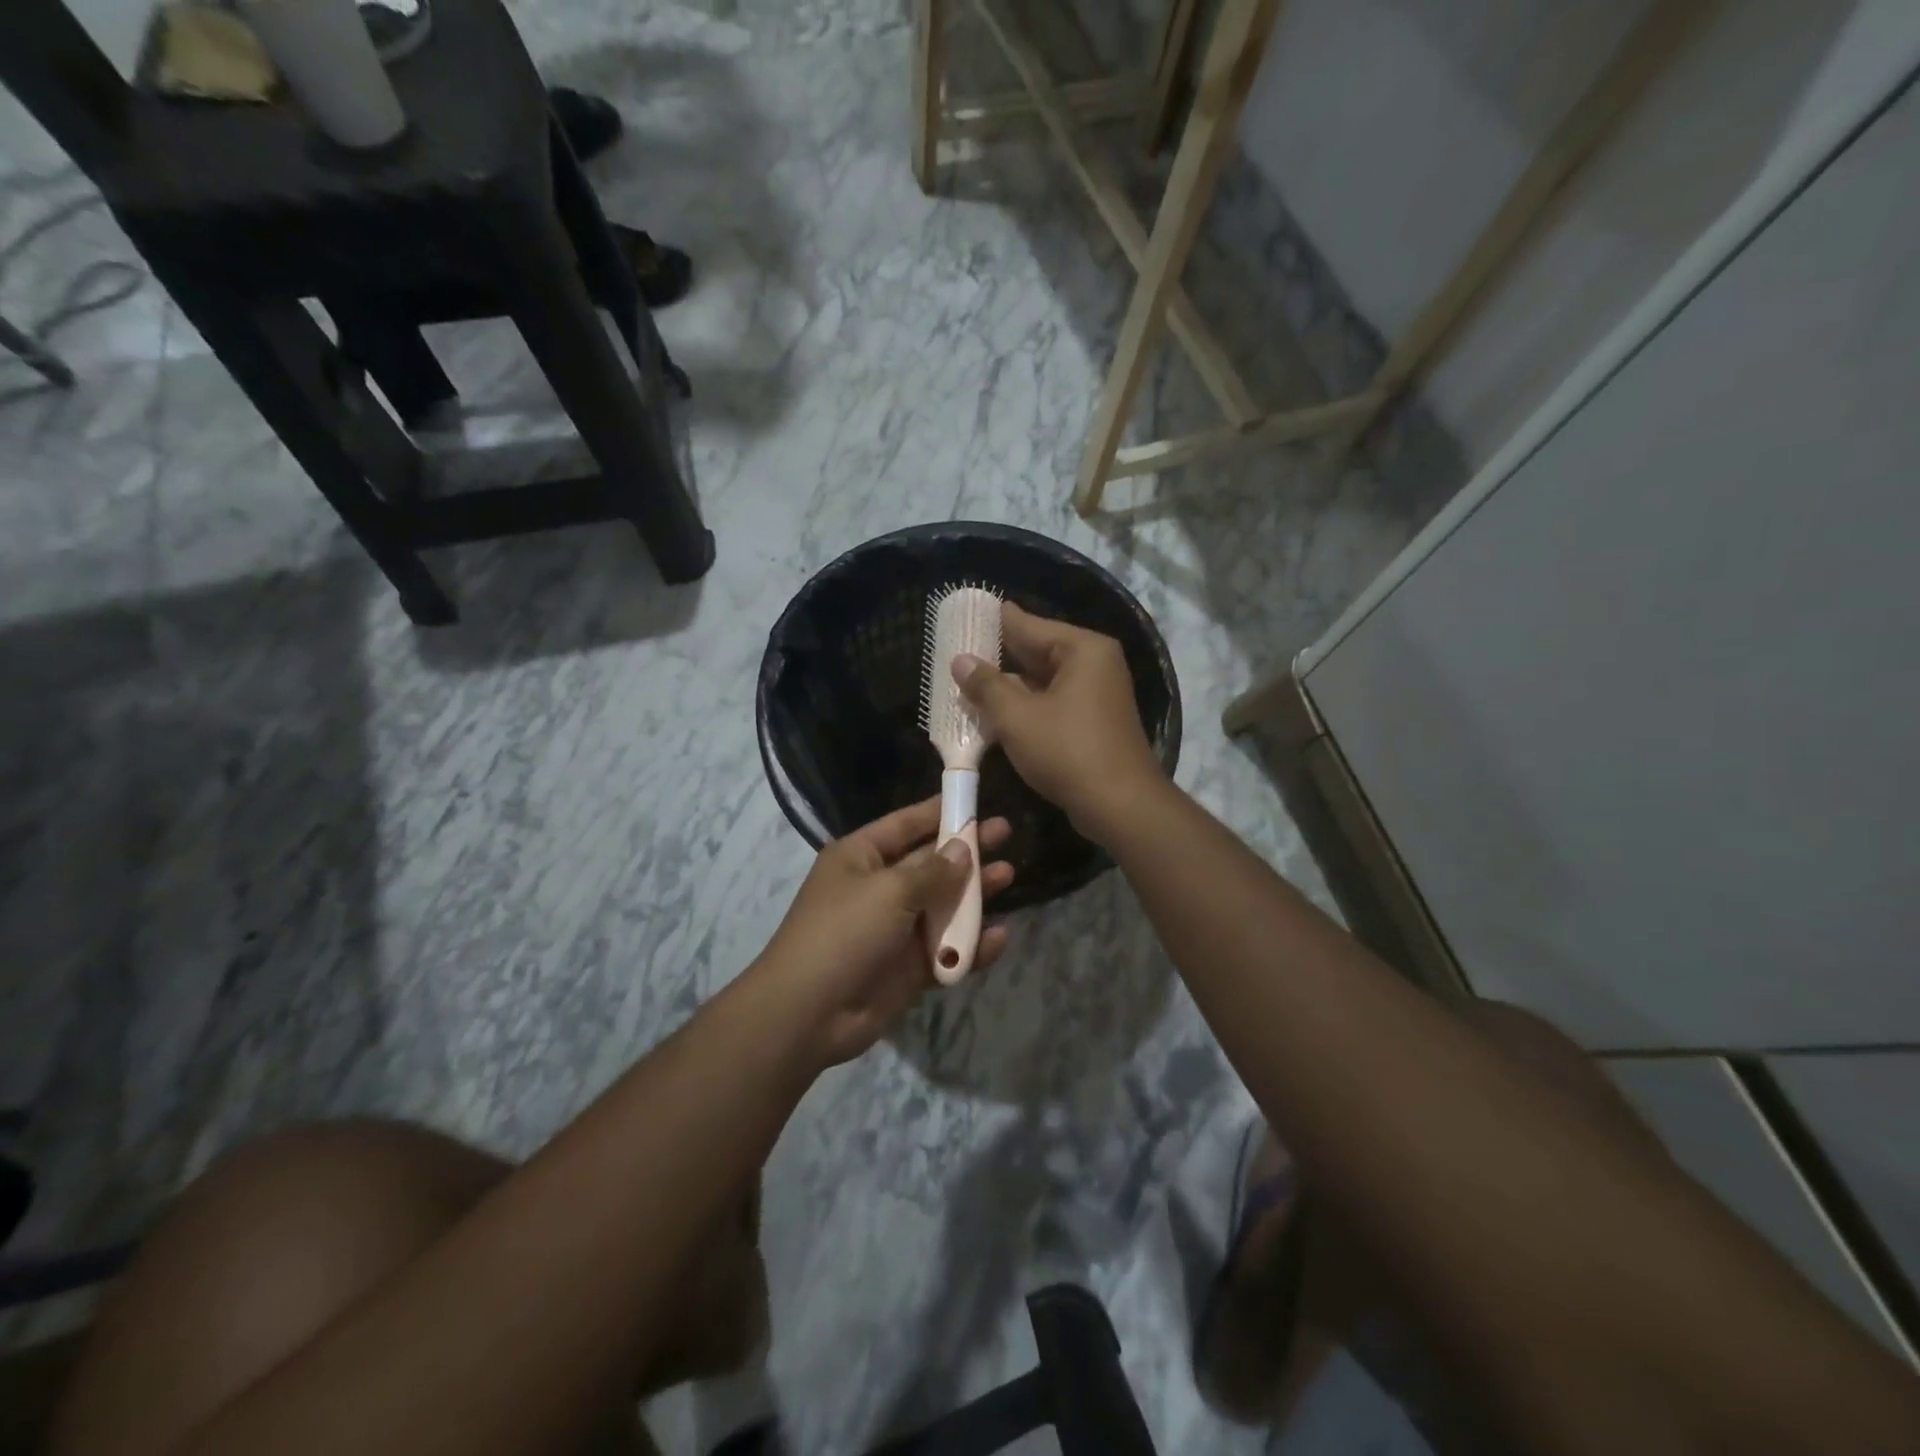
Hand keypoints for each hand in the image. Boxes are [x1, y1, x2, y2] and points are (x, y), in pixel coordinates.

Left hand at [752, 798, 1013, 1067]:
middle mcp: (879, 887)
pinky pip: (946, 950)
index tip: (973, 798)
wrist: (809, 1013)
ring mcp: (895, 929)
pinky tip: (997, 937)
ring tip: (1008, 874)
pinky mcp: (909, 968)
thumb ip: (932, 871)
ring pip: (943, 905)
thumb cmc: (844, 932)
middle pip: (930, 862)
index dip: (938, 811)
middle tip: (1005, 833)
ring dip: (974, 894)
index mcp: (861, 858)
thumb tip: (963, 849)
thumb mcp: (889, 891)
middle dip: (966, 849)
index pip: (905, 824)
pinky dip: (970, 946)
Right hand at [954, 602, 1165, 840]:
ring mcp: (1097, 693)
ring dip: (1009, 684)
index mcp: (1082, 649)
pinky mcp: (1093, 720)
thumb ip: (986, 686)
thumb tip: (960, 660)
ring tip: (967, 679)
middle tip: (957, 647)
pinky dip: (1026, 704)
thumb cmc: (1068, 752)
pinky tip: (995, 710)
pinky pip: (1053, 701)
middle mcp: (1094, 663)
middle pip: (1038, 650)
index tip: (966, 611)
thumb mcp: (1017, 718)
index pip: (1029, 624)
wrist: (1120, 805)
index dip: (994, 621)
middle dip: (999, 655)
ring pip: (1043, 679)